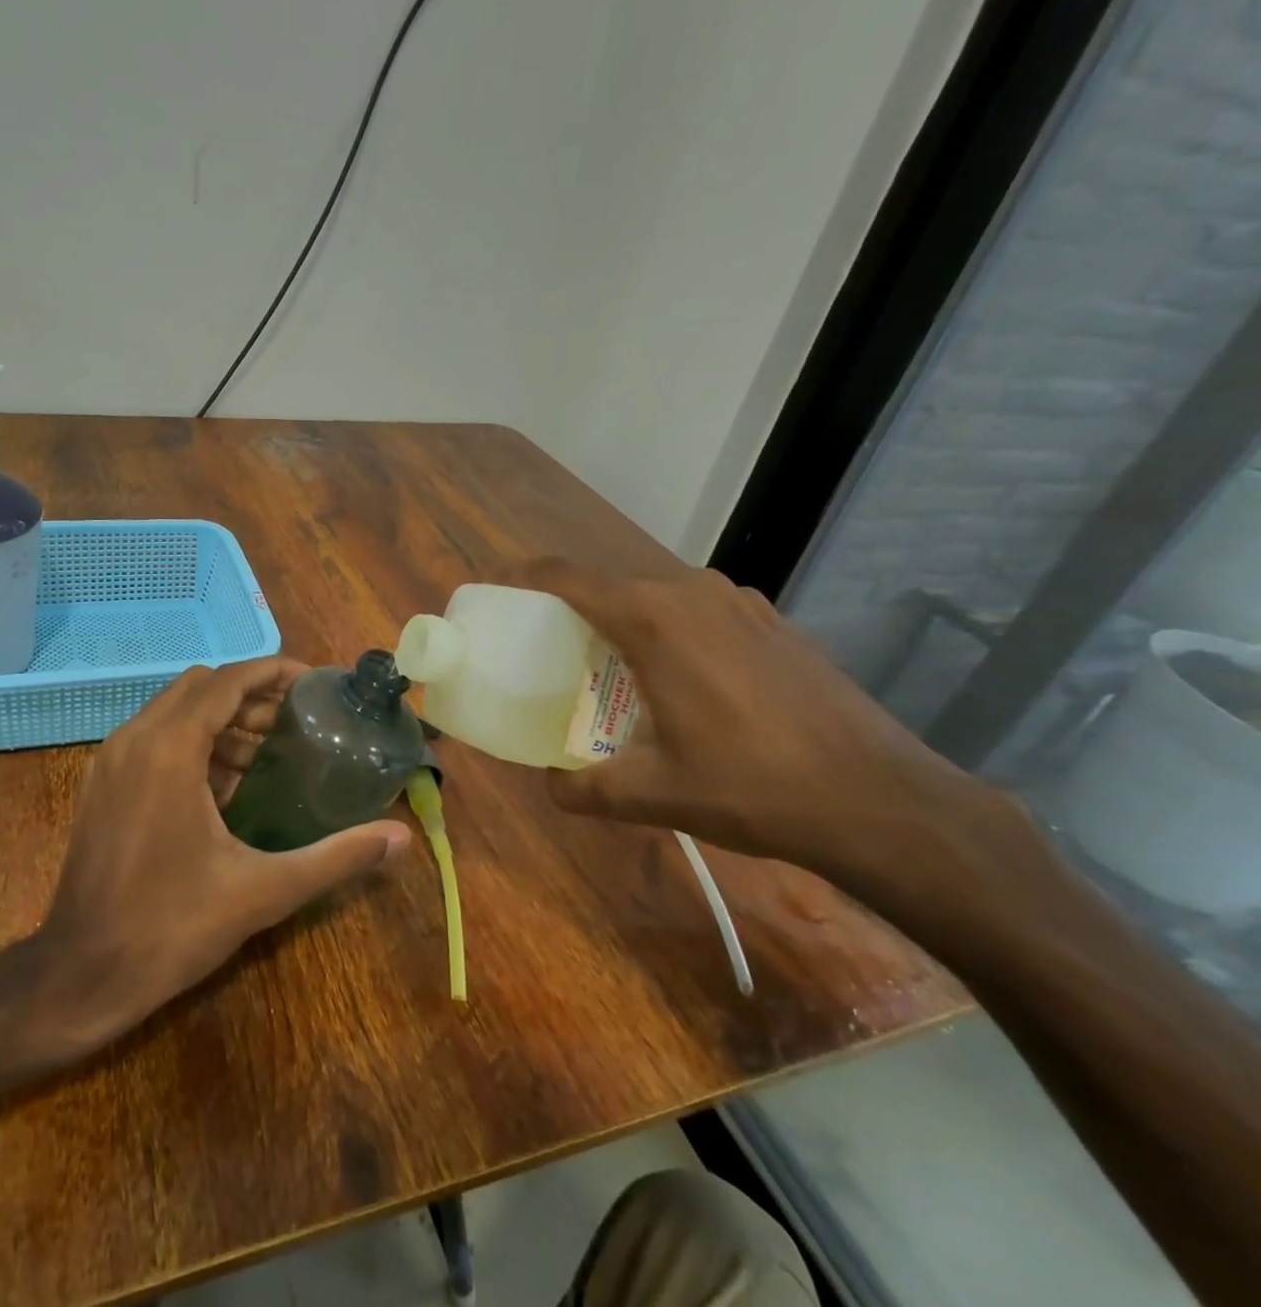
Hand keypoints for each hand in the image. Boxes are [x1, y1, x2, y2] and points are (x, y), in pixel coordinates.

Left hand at [32, 657, 411, 1050]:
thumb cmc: (172, 927)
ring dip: (222, 720)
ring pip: (175, 711)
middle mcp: (135, 738)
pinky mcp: (102, 784)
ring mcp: (111, 760)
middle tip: (296, 722)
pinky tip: (226, 787)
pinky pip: (154, 738)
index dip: (273, 672)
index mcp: (170, 748)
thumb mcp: (263, 890)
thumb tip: (399, 837)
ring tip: (269, 754)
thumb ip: (335, 857)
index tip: (314, 685)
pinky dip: (193, 743)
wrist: (79, 976)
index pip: (228, 680)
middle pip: (202, 687)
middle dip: (251, 696)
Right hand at [510, 558, 1019, 894]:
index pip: (566, 577)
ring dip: (625, 624)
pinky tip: (684, 683)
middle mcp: (692, 593)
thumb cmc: (752, 787)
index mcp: (652, 620)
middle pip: (610, 588)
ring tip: (615, 672)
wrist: (880, 800)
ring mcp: (740, 602)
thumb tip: (550, 784)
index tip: (497, 593)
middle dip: (573, 613)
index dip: (523, 577)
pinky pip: (699, 612)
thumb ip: (583, 788)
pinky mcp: (773, 621)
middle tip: (552, 655)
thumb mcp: (653, 795)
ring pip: (657, 599)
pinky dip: (672, 632)